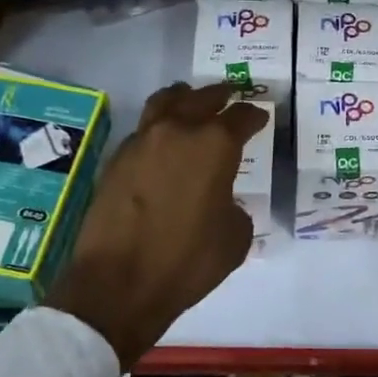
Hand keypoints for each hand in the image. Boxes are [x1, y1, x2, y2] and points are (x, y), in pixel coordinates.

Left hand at [45, 82, 266, 367]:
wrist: (119, 283)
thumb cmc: (188, 261)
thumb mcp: (235, 237)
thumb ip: (235, 205)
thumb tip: (222, 199)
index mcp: (215, 145)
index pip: (241, 117)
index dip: (254, 116)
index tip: (261, 117)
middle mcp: (178, 131)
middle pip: (202, 97)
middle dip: (220, 94)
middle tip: (230, 93)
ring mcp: (142, 141)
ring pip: (165, 102)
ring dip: (183, 98)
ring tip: (190, 99)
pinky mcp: (117, 159)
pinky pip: (143, 129)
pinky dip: (158, 126)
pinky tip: (163, 140)